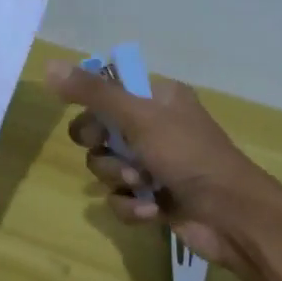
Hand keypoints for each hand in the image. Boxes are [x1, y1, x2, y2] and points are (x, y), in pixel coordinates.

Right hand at [45, 60, 281, 279]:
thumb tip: (49, 65)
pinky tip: (150, 210)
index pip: (109, 89)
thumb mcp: (139, 117)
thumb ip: (94, 93)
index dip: (93, 105)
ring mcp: (154, 164)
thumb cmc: (188, 154)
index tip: (92, 117)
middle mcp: (154, 126)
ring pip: (106, 166)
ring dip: (117, 177)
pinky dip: (130, 205)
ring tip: (140, 184)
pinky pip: (120, 197)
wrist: (232, 215)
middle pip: (99, 130)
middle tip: (113, 150)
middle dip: (101, 146)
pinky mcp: (154, 198)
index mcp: (157, 97)